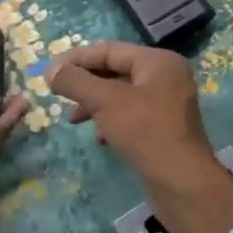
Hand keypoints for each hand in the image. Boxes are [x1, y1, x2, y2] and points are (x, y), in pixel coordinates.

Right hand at [47, 41, 232, 232]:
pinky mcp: (164, 128)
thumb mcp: (106, 101)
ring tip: (74, 120)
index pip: (109, 50)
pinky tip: (100, 139)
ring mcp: (167, 104)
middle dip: (86, 84)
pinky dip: (111, 122)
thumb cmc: (146, 132)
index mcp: (158, 61)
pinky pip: (131, 116)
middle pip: (115, 71)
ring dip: (95, 105)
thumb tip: (50, 69)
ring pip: (121, 96)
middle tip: (59, 97)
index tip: (49, 72)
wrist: (183, 183)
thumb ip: (76, 82)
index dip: (77, 59)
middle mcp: (166, 77)